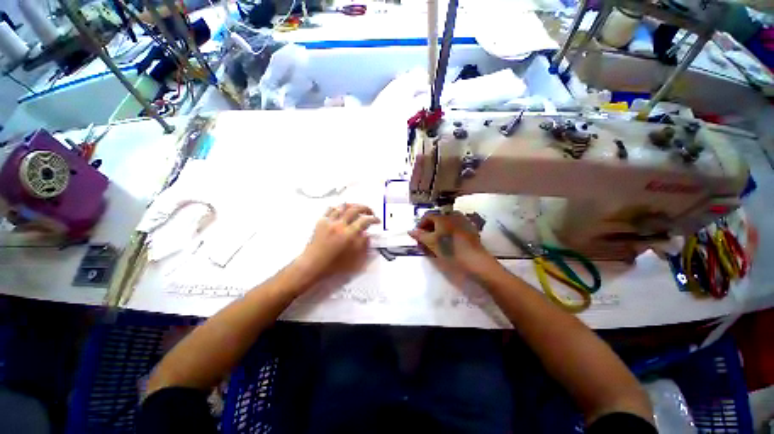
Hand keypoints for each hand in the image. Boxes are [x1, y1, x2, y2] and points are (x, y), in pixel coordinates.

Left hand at [298, 203, 379, 278]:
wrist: (313, 265)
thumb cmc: (335, 265)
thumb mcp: (355, 259)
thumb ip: (363, 245)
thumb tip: (367, 234)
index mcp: (349, 235)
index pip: (365, 221)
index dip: (374, 219)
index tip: (377, 220)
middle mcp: (340, 225)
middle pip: (355, 209)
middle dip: (365, 208)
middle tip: (370, 212)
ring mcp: (329, 222)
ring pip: (343, 206)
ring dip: (353, 206)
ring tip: (357, 209)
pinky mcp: (321, 222)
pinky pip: (330, 209)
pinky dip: (338, 208)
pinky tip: (341, 211)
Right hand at [409, 212, 497, 275]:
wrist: (474, 259)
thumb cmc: (450, 249)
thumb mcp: (431, 243)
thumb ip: (420, 235)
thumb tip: (410, 231)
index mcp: (442, 216)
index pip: (427, 216)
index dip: (420, 225)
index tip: (417, 235)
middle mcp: (452, 214)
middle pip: (436, 219)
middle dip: (429, 229)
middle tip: (425, 240)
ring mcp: (462, 221)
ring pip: (446, 223)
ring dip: (438, 231)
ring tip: (436, 243)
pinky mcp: (470, 229)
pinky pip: (455, 227)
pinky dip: (448, 232)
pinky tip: (448, 243)